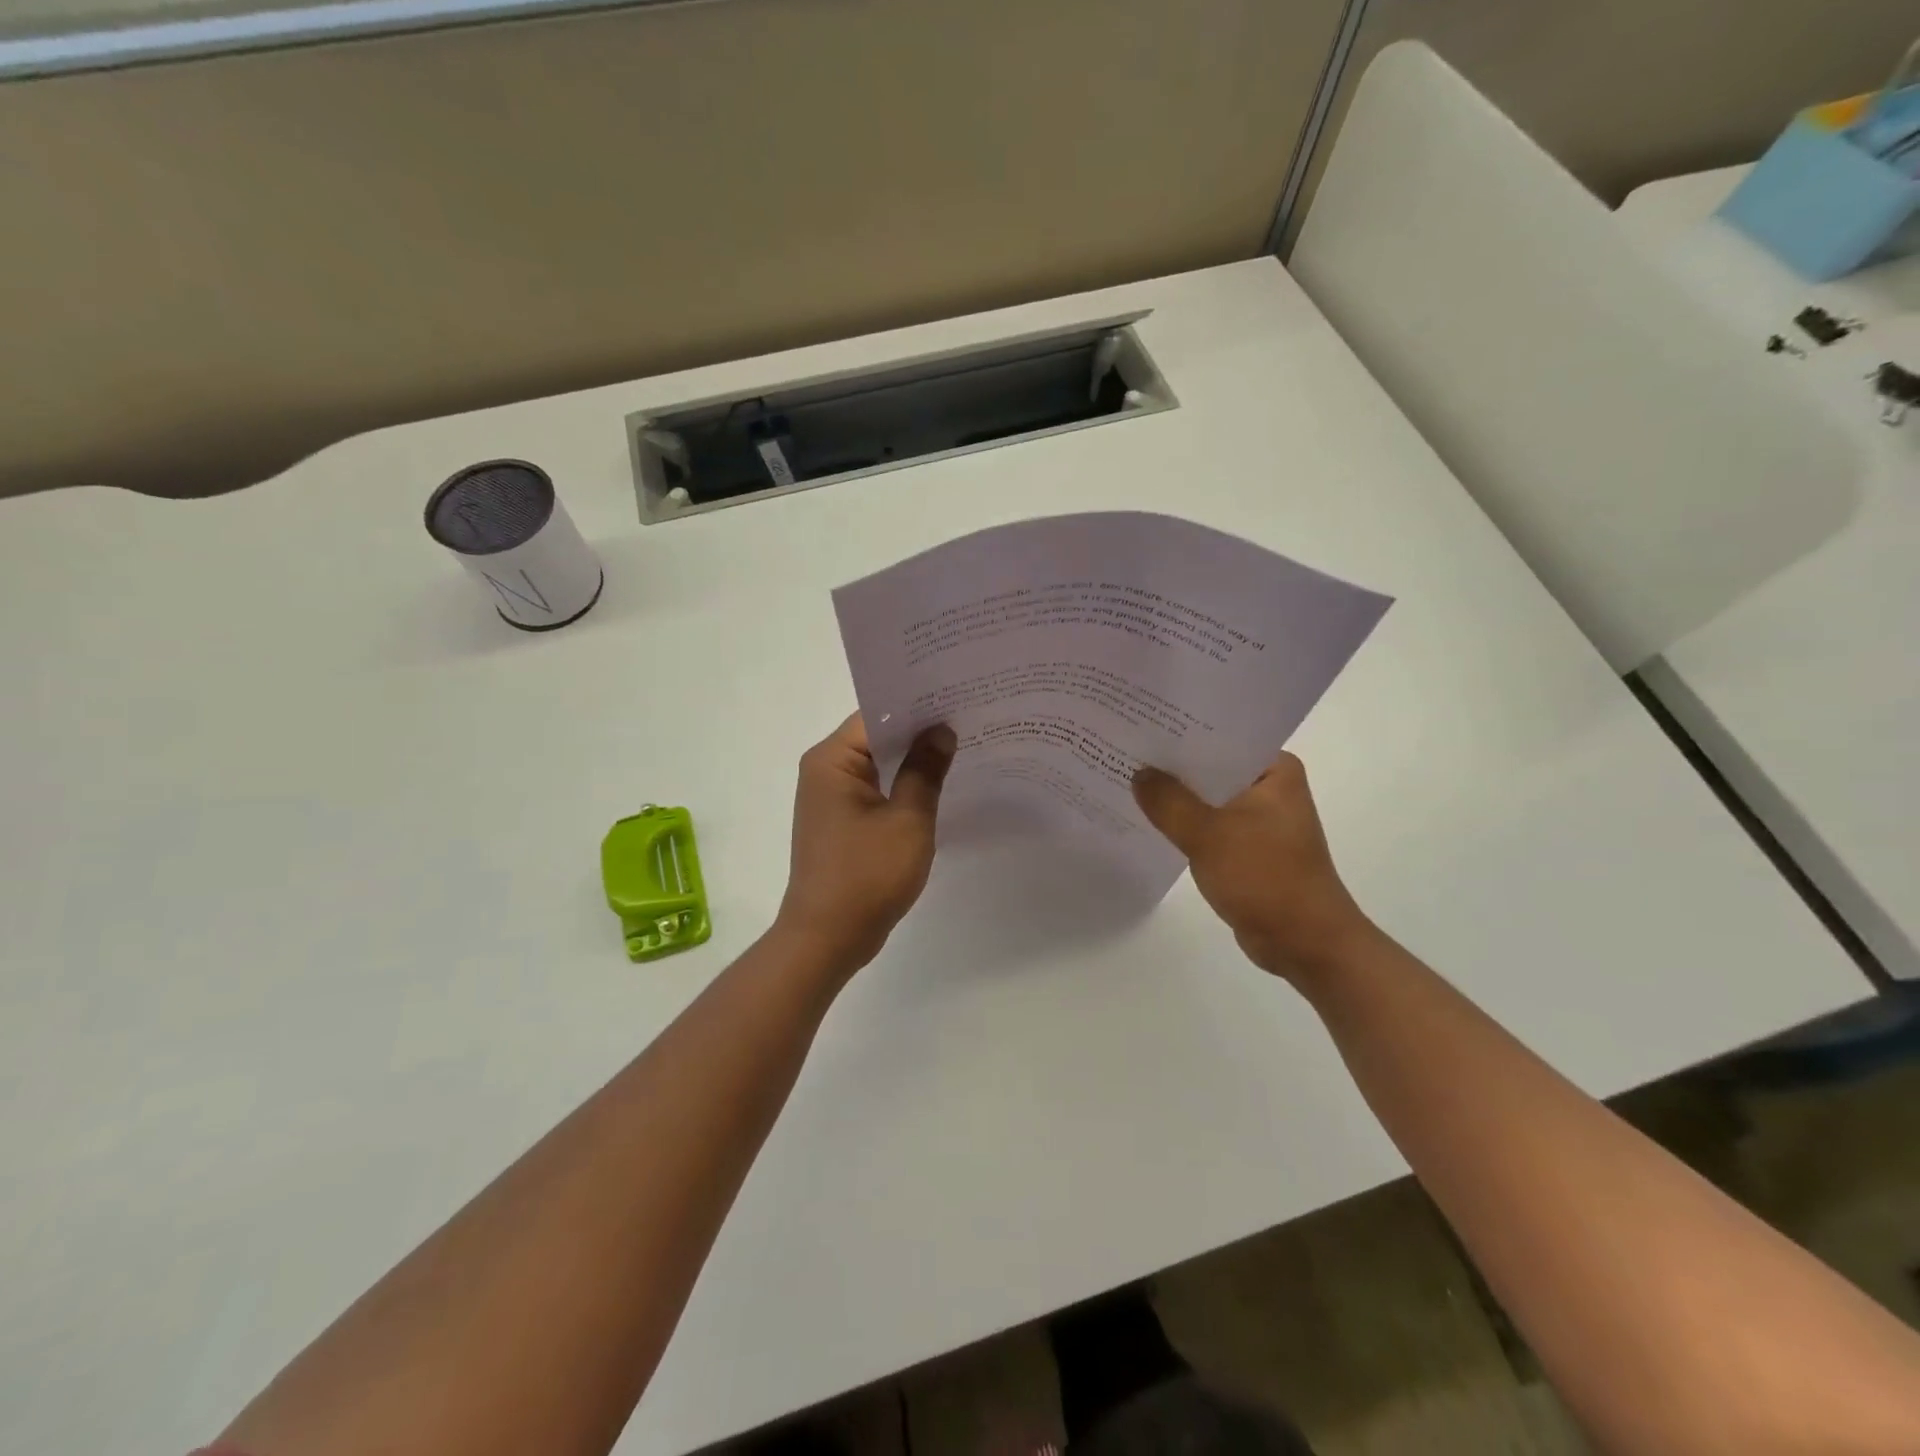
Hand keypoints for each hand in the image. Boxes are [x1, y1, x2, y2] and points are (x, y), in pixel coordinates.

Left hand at [776, 714, 957, 972]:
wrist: (827, 938)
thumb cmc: (867, 875)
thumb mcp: (908, 819)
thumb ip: (926, 770)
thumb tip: (941, 730)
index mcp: (832, 759)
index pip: (876, 714)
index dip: (917, 706)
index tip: (957, 698)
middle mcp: (824, 770)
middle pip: (876, 736)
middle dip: (919, 731)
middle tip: (968, 718)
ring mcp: (830, 797)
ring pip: (877, 764)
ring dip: (912, 760)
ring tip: (961, 746)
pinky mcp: (840, 821)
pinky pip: (874, 789)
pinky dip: (901, 785)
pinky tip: (937, 785)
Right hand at [1133, 752, 1375, 983]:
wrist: (1305, 943)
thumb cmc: (1265, 878)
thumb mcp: (1208, 835)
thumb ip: (1168, 801)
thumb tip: (1139, 773)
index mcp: (1275, 770)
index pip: (1221, 737)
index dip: (1180, 731)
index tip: (1141, 723)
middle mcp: (1270, 788)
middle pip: (1211, 767)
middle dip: (1171, 765)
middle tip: (1125, 749)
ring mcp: (1260, 820)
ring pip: (1208, 798)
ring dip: (1176, 797)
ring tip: (1128, 779)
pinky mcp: (1249, 848)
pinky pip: (1209, 825)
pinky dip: (1185, 824)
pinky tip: (1149, 820)